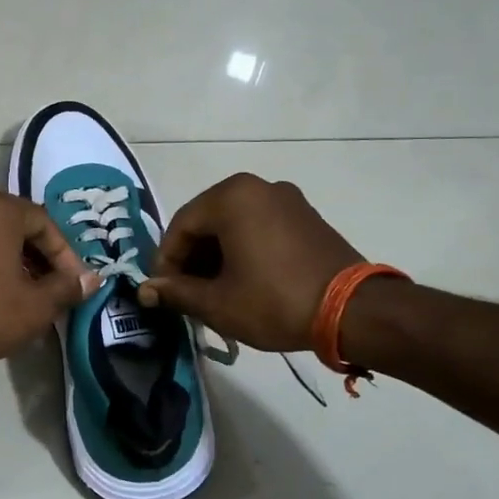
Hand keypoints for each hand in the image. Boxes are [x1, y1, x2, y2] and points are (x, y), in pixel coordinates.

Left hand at [0, 190, 97, 373]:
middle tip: (53, 289)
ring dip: (15, 263)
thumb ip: (67, 288)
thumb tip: (93, 279)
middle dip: (40, 258)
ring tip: (28, 295)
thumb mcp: (35, 305)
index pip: (45, 223)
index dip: (65, 255)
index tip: (74, 284)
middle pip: (17, 227)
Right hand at [140, 174, 367, 351]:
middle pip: (207, 222)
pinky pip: (260, 227)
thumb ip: (176, 292)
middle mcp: (258, 187)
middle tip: (185, 294)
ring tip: (212, 293)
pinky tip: (242, 281)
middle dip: (192, 259)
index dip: (165, 261)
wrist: (353, 311)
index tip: (162, 291)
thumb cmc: (274, 301)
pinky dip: (243, 250)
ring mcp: (287, 199)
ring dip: (216, 256)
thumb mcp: (218, 303)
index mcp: (231, 197)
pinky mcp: (306, 216)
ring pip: (234, 225)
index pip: (181, 226)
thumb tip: (145, 290)